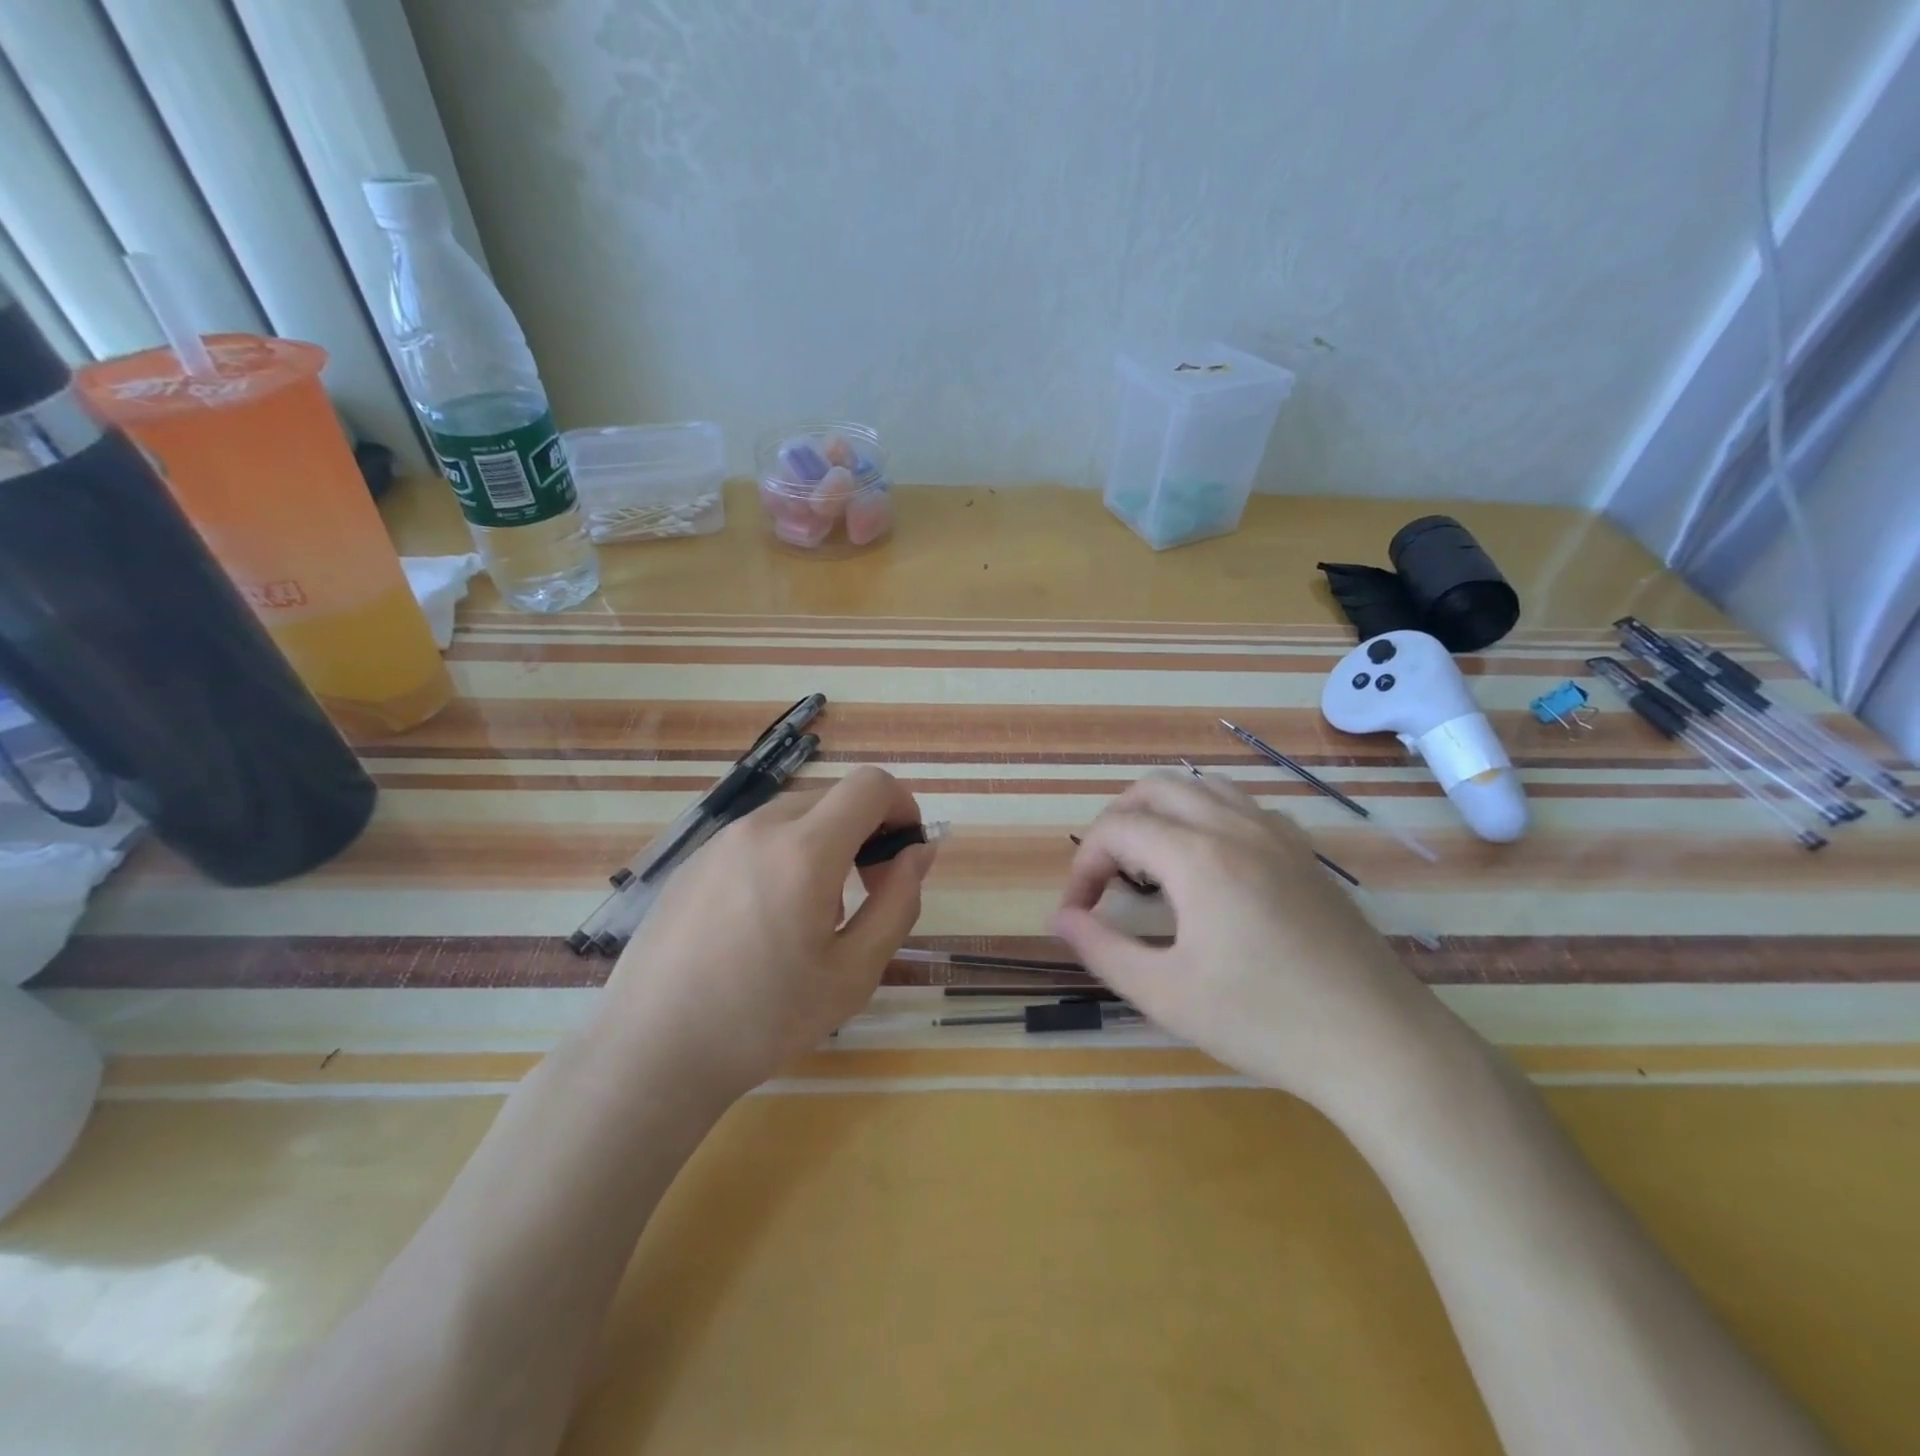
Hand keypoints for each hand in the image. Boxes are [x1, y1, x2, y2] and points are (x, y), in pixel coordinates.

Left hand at [600, 765, 934, 1103]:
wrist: (650, 1052)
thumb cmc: (763, 1019)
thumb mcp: (854, 973)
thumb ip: (898, 902)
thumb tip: (920, 852)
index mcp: (804, 850)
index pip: (870, 786)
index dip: (902, 806)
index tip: (905, 853)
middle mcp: (759, 828)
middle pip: (833, 798)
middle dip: (866, 831)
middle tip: (865, 892)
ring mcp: (718, 842)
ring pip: (793, 816)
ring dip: (824, 844)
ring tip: (813, 914)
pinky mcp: (691, 862)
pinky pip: (756, 838)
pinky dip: (783, 856)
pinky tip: (764, 920)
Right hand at [1050, 773, 1442, 1108]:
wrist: (1378, 1044)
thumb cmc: (1263, 1022)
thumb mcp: (1165, 994)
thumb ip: (1102, 949)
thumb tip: (1060, 919)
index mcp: (1198, 856)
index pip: (1116, 829)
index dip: (1083, 866)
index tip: (1078, 913)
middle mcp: (1235, 827)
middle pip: (1154, 788)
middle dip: (1115, 825)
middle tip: (1105, 878)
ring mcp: (1276, 834)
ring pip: (1201, 787)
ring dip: (1160, 813)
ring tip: (1149, 864)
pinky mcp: (1303, 852)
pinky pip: (1241, 806)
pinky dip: (1206, 817)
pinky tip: (1209, 867)